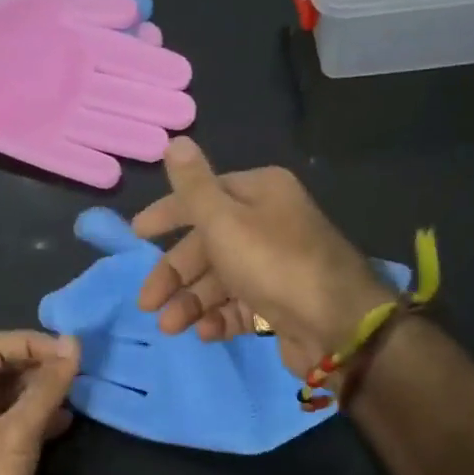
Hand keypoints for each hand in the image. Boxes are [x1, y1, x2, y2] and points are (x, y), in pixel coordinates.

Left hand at [0, 330, 79, 474]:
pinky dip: (47, 417)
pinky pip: (25, 426)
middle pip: (5, 371)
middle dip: (39, 364)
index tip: (67, 353)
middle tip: (78, 369)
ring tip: (78, 390)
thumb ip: (45, 388)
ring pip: (17, 398)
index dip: (29, 343)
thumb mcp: (16, 434)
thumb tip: (73, 343)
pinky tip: (69, 421)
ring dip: (46, 390)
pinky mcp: (1, 463)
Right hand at [132, 138, 389, 377]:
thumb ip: (193, 186)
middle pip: (207, 244)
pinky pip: (240, 304)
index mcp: (259, 193)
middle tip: (147, 303)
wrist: (337, 324)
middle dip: (175, 274)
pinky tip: (205, 334)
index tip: (136, 235)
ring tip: (171, 327)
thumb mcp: (224, 220)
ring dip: (192, 302)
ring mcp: (275, 264)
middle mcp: (268, 222)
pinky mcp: (280, 301)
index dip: (166, 215)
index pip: (201, 197)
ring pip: (220, 278)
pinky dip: (219, 317)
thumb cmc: (273, 263)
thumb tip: (175, 140)